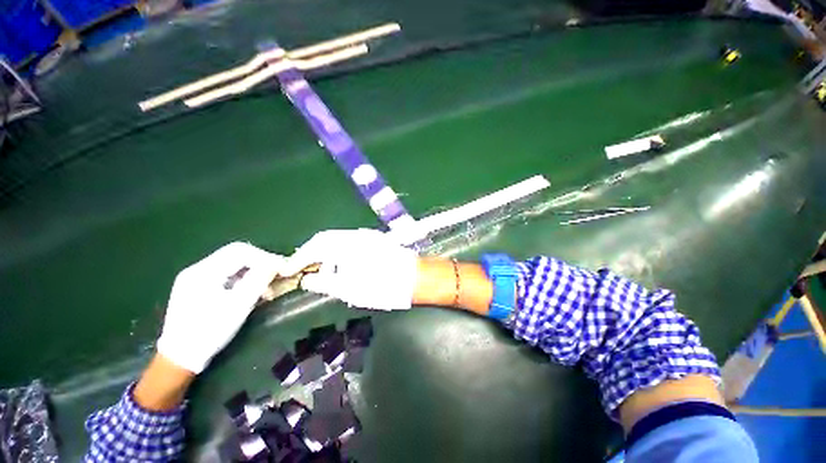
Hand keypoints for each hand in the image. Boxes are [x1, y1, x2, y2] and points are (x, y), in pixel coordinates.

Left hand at [157, 242, 284, 372]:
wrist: (180, 357)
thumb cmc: (211, 331)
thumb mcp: (239, 305)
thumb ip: (259, 279)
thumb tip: (277, 262)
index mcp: (204, 271)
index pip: (241, 251)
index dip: (265, 257)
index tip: (281, 268)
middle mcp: (197, 268)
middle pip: (236, 254)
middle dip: (260, 262)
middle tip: (276, 274)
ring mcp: (194, 277)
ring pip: (231, 263)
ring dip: (252, 270)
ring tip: (264, 287)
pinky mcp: (195, 287)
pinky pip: (224, 273)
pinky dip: (241, 277)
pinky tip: (248, 291)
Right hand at [282, 229, 417, 309]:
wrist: (414, 278)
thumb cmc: (382, 286)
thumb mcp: (349, 289)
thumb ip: (324, 283)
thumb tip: (308, 280)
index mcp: (346, 244)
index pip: (314, 247)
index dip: (298, 259)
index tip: (287, 270)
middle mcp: (355, 235)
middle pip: (325, 240)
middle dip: (311, 254)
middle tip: (302, 269)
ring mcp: (367, 236)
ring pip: (338, 240)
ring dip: (326, 253)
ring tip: (322, 271)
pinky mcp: (375, 240)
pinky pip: (350, 242)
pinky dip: (340, 253)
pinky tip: (341, 266)